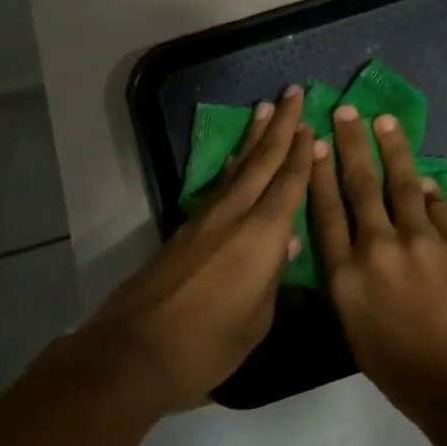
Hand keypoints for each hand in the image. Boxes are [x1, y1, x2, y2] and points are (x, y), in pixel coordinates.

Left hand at [75, 86, 315, 415]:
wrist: (134, 352)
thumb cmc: (208, 344)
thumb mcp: (257, 319)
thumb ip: (273, 276)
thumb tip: (286, 244)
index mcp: (263, 234)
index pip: (289, 183)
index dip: (302, 153)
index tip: (312, 124)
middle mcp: (235, 215)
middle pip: (262, 161)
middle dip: (281, 125)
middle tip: (292, 92)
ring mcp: (206, 220)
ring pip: (238, 168)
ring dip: (254, 138)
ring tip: (265, 110)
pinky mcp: (184, 231)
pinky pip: (220, 186)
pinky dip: (233, 166)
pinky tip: (236, 161)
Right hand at [310, 104, 446, 420]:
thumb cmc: (405, 373)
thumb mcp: (359, 332)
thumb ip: (353, 285)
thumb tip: (358, 247)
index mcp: (347, 276)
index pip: (326, 212)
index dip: (319, 174)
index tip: (315, 144)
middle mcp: (379, 248)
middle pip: (360, 186)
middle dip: (351, 144)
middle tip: (345, 112)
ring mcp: (422, 240)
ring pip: (402, 183)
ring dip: (392, 149)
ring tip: (384, 122)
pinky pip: (440, 207)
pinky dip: (430, 193)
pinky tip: (425, 181)